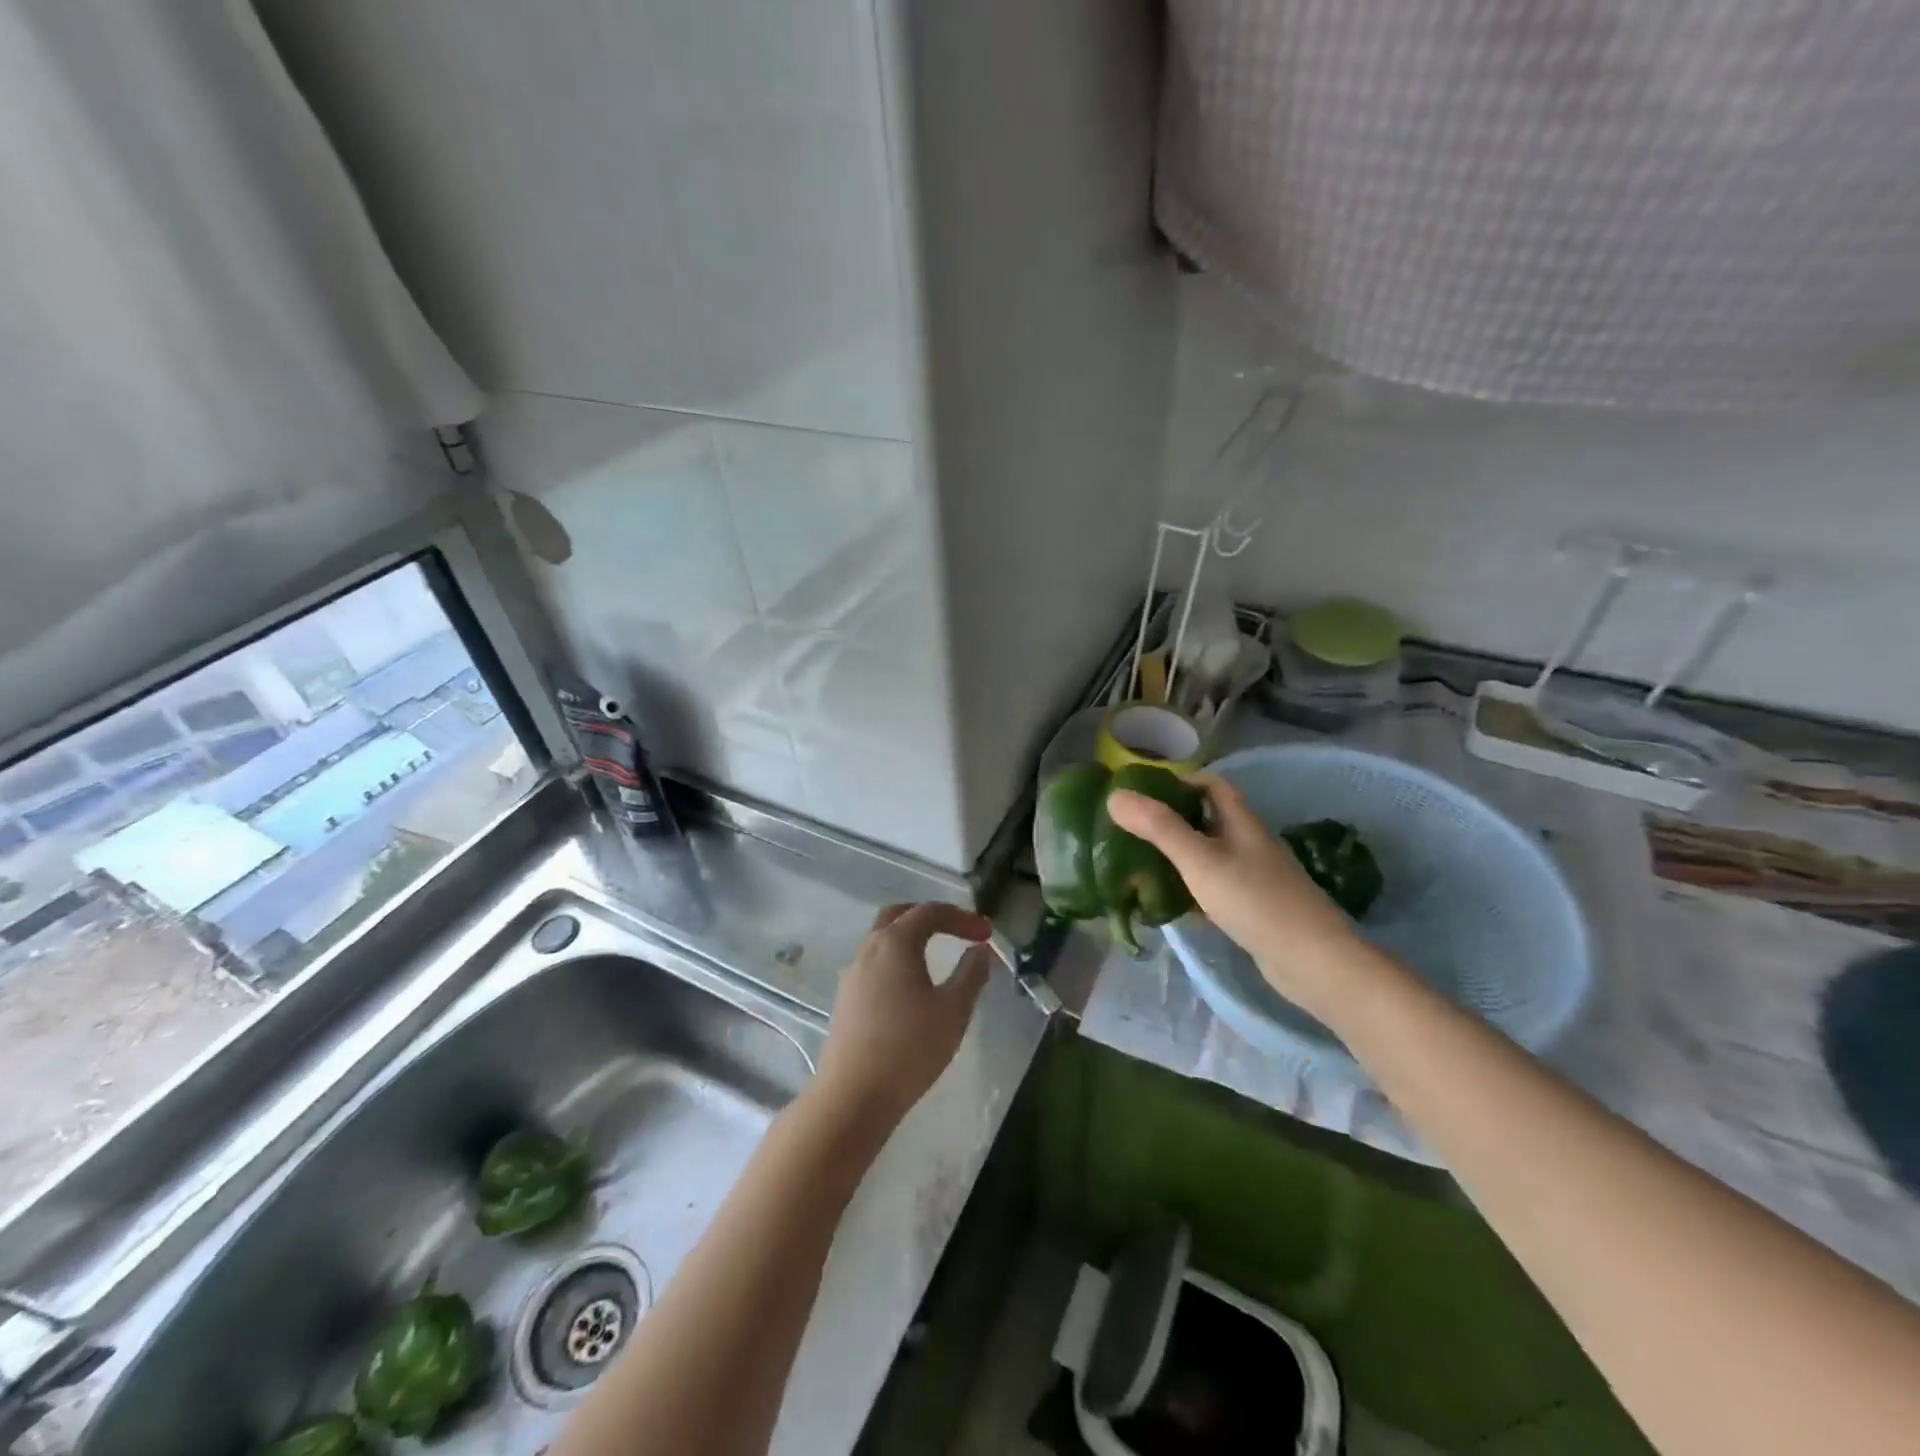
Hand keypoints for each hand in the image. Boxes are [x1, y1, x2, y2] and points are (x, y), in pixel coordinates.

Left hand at [813, 902, 993, 1136]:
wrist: (853, 1096)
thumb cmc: (909, 1048)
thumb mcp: (953, 1011)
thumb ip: (970, 974)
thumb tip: (980, 950)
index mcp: (895, 943)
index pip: (930, 912)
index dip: (961, 917)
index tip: (986, 933)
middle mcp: (869, 949)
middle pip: (899, 915)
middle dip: (930, 917)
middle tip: (957, 930)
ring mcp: (852, 973)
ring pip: (882, 939)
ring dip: (911, 938)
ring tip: (937, 957)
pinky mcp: (845, 998)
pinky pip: (874, 963)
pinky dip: (897, 960)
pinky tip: (911, 987)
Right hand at [1106, 774, 1365, 1018]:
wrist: (1312, 962)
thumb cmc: (1254, 901)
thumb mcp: (1199, 860)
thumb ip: (1158, 828)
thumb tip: (1115, 795)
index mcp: (1242, 823)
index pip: (1212, 786)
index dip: (1181, 782)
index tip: (1144, 793)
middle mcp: (1250, 845)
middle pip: (1208, 821)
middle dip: (1172, 822)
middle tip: (1132, 831)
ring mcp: (1254, 879)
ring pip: (1210, 858)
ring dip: (1179, 859)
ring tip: (1140, 866)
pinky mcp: (1254, 911)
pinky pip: (1215, 891)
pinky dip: (1191, 892)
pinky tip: (1169, 906)